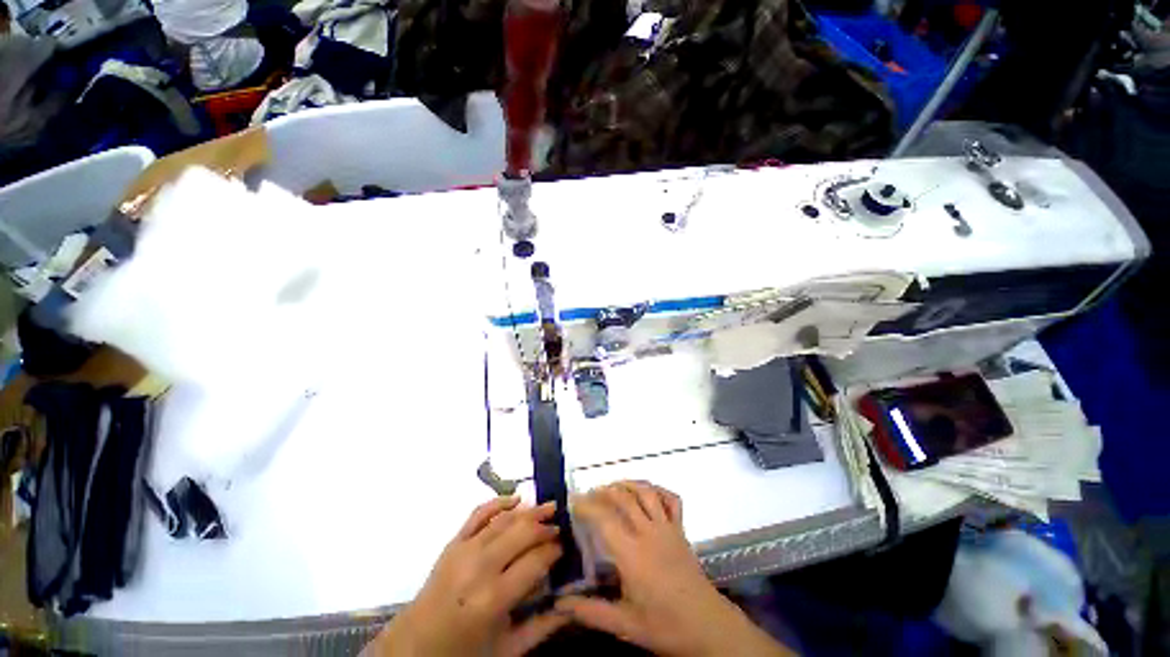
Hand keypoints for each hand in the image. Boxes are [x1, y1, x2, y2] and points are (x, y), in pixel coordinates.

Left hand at [368, 496, 568, 656]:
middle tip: (560, 527)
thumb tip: (571, 603)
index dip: (554, 551)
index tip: (564, 548)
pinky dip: (499, 502)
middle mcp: (480, 567)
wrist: (414, 647)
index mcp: (493, 598)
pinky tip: (517, 499)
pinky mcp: (453, 542)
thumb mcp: (507, 649)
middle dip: (545, 527)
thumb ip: (542, 626)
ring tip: (549, 507)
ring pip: (505, 520)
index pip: (535, 561)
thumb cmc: (464, 652)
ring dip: (530, 511)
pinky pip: (478, 513)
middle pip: (522, 533)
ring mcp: (464, 550)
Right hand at [556, 481, 793, 656]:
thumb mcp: (625, 625)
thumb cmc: (664, 625)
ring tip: (612, 487)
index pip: (604, 518)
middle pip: (623, 498)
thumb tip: (558, 605)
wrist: (707, 626)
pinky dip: (657, 490)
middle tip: (589, 495)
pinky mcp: (680, 529)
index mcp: (632, 554)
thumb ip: (591, 612)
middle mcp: (649, 532)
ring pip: (646, 492)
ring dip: (627, 484)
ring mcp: (667, 527)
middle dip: (603, 491)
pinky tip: (647, 492)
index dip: (586, 506)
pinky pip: (671, 499)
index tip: (572, 501)